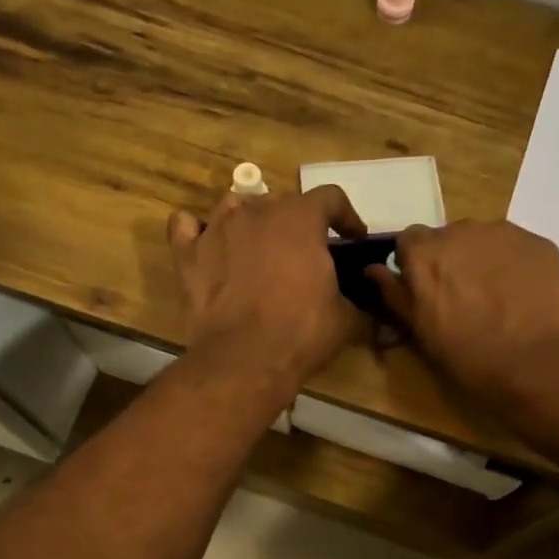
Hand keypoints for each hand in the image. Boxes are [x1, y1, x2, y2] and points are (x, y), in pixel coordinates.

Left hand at [168, 186, 368, 398]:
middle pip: (280, 201)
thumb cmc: (301, 333)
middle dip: (296, 222)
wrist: (243, 360)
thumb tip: (373, 312)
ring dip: (249, 220)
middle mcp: (256, 212)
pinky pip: (185, 227)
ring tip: (257, 246)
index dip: (346, 216)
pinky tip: (206, 244)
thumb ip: (357, 303)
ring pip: (233, 206)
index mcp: (300, 218)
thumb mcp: (345, 319)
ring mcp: (217, 230)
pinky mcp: (188, 255)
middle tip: (305, 252)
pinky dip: (196, 231)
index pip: (330, 198)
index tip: (352, 237)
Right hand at [368, 220, 558, 402]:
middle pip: (448, 238)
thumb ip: (395, 295)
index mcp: (425, 254)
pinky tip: (523, 296)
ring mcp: (504, 234)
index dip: (415, 265)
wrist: (541, 365)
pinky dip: (514, 265)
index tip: (425, 290)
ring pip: (483, 240)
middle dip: (450, 261)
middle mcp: (461, 232)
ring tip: (497, 298)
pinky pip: (516, 248)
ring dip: (482, 260)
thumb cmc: (471, 357)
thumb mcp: (422, 332)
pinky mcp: (539, 243)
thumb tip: (373, 270)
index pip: (408, 241)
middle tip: (463, 298)